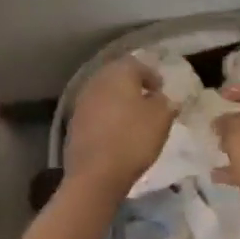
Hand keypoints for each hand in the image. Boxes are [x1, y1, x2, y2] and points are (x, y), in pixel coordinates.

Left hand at [64, 57, 176, 199]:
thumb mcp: (161, 119)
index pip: (137, 65)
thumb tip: (163, 98)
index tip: (161, 91)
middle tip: (148, 101)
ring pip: (105, 94)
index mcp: (119, 73)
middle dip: (133, 86)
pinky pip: (96, 112)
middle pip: (118, 77)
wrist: (95, 174)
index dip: (152, 76)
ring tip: (133, 118)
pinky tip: (116, 132)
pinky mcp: (74, 123)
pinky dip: (107, 117)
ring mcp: (82, 101)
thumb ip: (165, 103)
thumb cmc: (133, 139)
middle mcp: (97, 80)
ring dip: (119, 102)